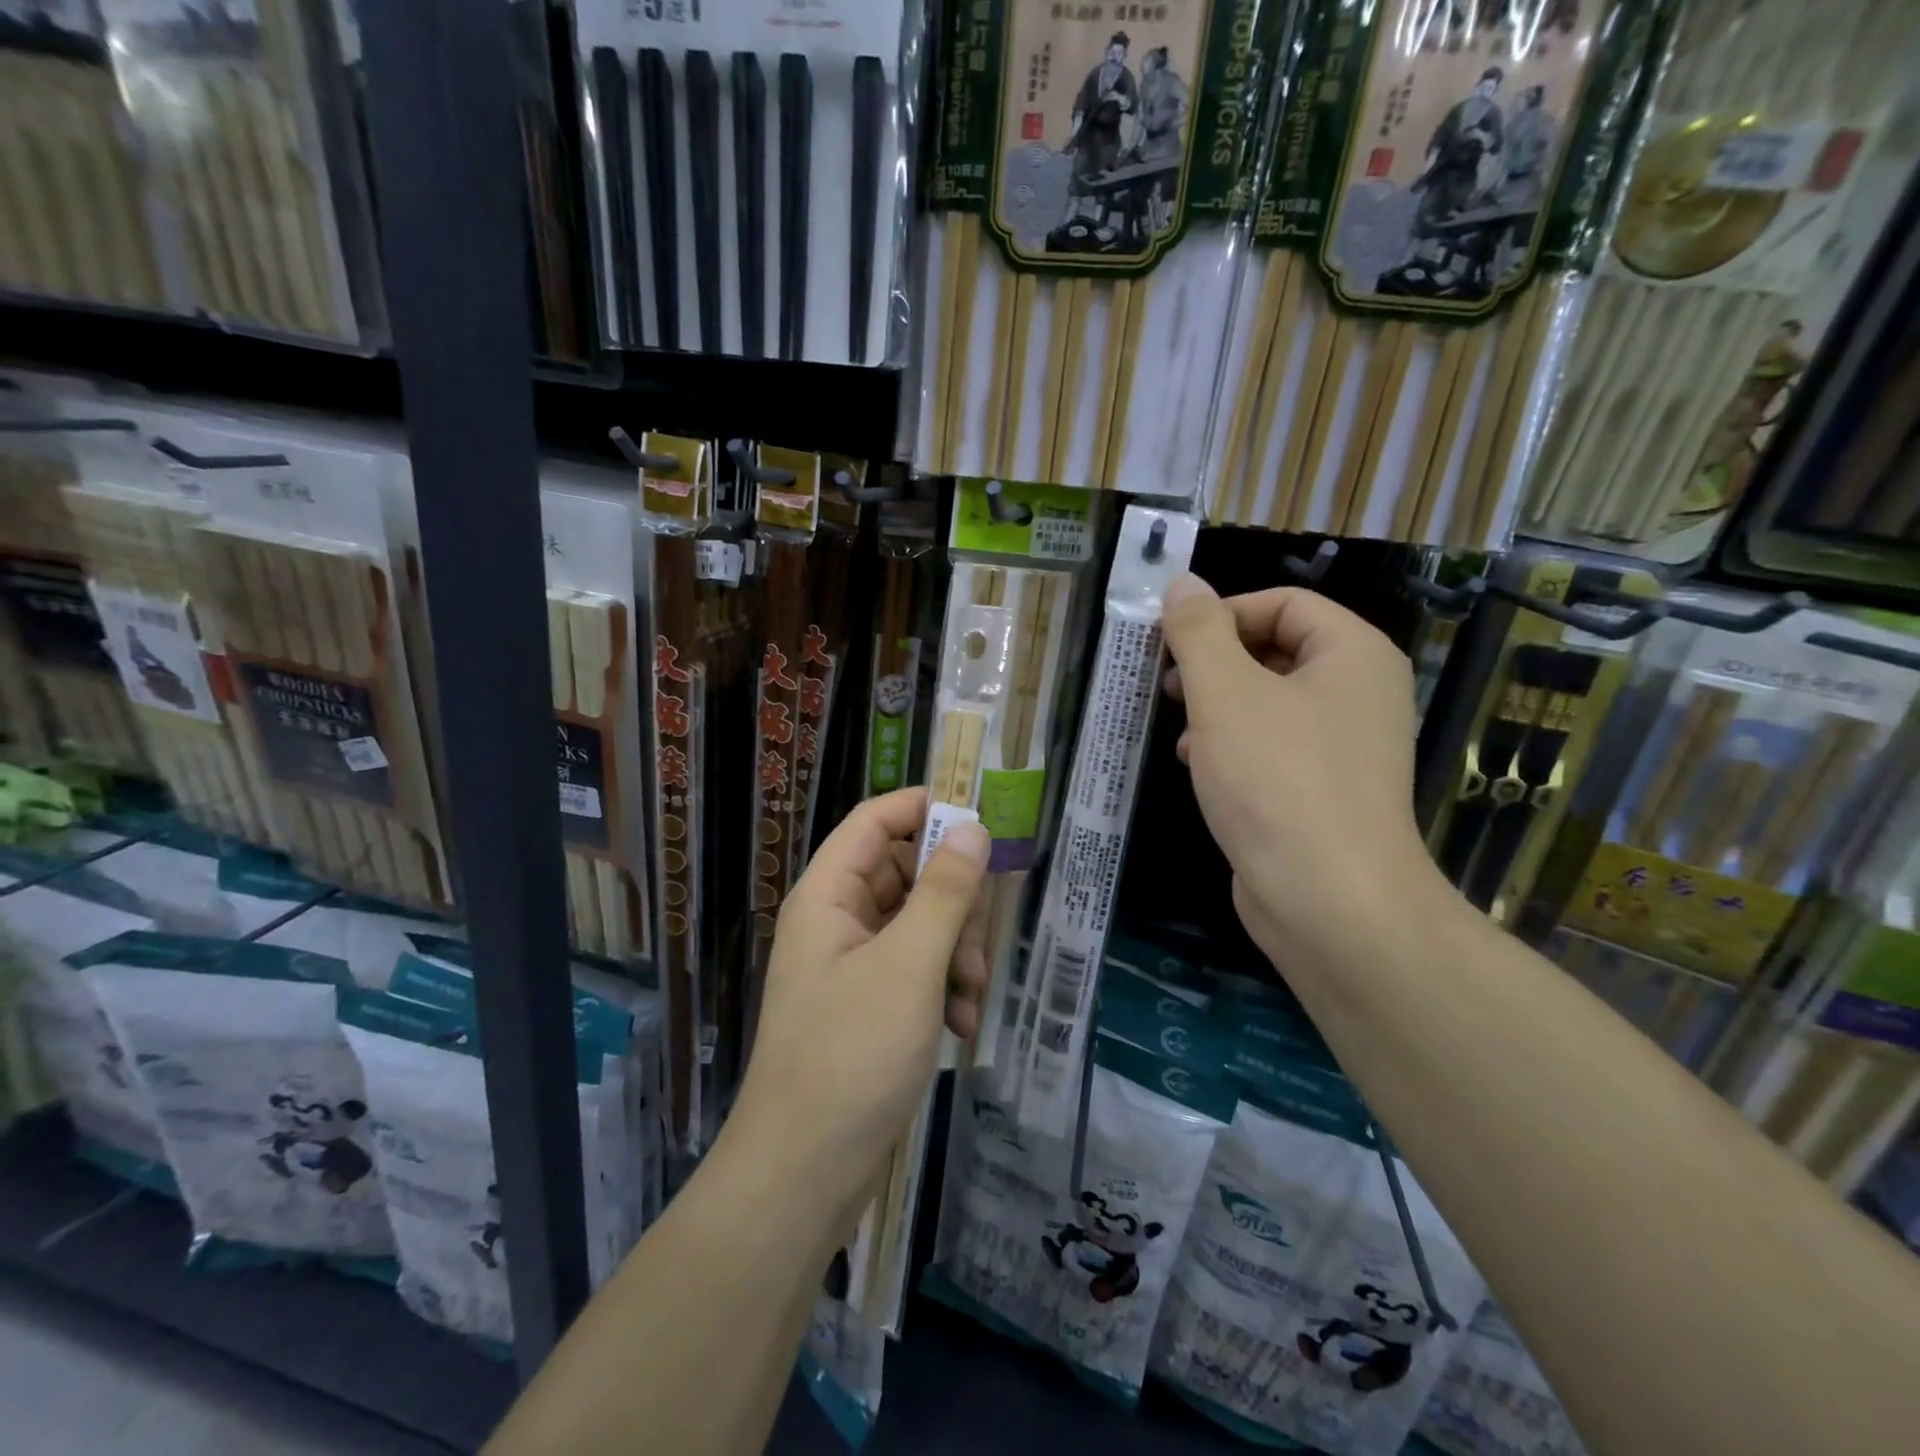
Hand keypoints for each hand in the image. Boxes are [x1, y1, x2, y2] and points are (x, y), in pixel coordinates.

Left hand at [732, 788, 989, 1208]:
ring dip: (955, 953)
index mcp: (828, 894)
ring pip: (919, 924)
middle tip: (975, 944)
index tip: (981, 822)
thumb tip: (973, 828)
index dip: (925, 809)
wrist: (804, 1175)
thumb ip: (944, 891)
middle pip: (906, 872)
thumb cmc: (852, 1056)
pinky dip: (943, 988)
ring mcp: (852, 964)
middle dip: (952, 904)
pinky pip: (915, 969)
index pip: (875, 820)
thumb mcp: (910, 965)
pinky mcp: (868, 1004)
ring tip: (969, 999)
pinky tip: (960, 1028)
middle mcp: (836, 920)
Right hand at [1160, 575, 1438, 970]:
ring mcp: (1344, 746)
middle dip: (1215, 662)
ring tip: (1178, 728)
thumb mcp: (1225, 693)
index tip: (1171, 644)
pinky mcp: (1323, 791)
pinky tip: (1197, 765)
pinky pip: (1273, 746)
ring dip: (1217, 705)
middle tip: (1167, 683)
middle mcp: (1358, 692)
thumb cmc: (1277, 780)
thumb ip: (1199, 632)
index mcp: (1352, 654)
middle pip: (1277, 650)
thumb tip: (1182, 583)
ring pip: (1269, 701)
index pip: (1284, 603)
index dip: (1223, 614)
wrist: (1329, 899)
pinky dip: (1232, 745)